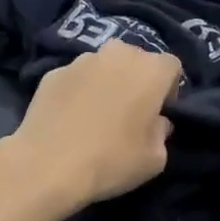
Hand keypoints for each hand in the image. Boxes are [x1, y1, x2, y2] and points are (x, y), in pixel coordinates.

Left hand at [0, 43, 180, 210]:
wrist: (48, 166)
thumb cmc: (111, 161)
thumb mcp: (154, 159)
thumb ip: (161, 133)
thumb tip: (155, 122)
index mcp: (150, 70)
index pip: (171, 67)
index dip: (169, 89)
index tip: (159, 113)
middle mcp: (117, 54)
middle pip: (136, 59)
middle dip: (136, 79)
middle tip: (129, 111)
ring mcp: (80, 61)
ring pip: (103, 65)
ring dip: (106, 82)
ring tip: (95, 114)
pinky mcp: (52, 73)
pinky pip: (75, 78)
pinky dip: (77, 91)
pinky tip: (70, 118)